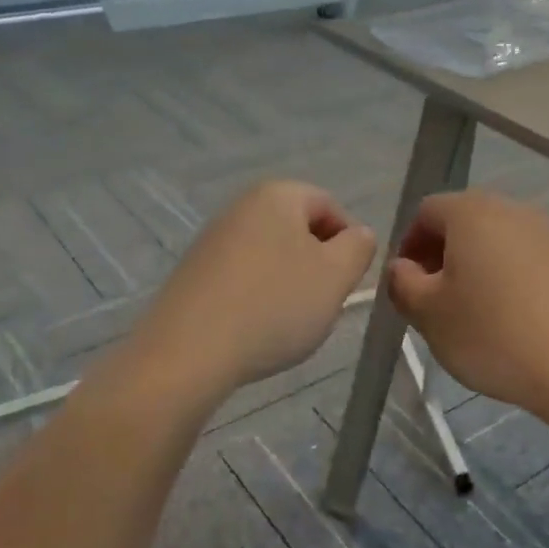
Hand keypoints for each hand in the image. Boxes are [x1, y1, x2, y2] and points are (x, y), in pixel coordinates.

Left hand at [134, 180, 376, 395]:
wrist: (189, 352)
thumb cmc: (274, 306)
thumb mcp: (336, 276)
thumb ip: (358, 248)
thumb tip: (358, 235)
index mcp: (277, 195)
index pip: (330, 206)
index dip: (349, 243)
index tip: (348, 282)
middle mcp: (240, 207)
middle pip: (297, 231)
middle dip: (317, 266)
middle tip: (321, 304)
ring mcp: (211, 240)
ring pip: (270, 257)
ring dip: (288, 286)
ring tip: (287, 324)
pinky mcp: (193, 274)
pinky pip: (241, 279)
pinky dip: (257, 299)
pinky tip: (255, 330)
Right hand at [388, 190, 548, 415]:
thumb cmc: (491, 334)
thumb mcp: (428, 314)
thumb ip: (402, 283)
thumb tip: (403, 268)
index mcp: (471, 212)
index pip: (426, 212)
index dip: (409, 245)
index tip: (408, 285)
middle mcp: (513, 209)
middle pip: (466, 221)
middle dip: (444, 255)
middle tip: (436, 299)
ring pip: (500, 241)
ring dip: (480, 266)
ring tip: (477, 311)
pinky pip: (531, 261)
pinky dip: (514, 279)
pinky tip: (516, 318)